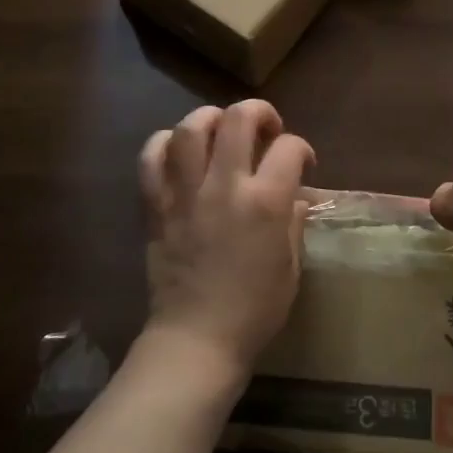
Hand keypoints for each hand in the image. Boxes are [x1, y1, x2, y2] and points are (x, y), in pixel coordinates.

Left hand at [138, 101, 314, 380]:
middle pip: (238, 119)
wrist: (196, 341)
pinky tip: (178, 149)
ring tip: (221, 129)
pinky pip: (150, 159)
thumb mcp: (292, 267)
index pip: (290, 148)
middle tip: (266, 129)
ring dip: (210, 118)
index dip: (302, 148)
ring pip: (190, 128)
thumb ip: (293, 222)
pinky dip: (163, 144)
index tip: (302, 164)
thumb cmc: (254, 310)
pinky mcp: (157, 206)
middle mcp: (225, 186)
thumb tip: (292, 197)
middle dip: (259, 112)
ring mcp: (186, 193)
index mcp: (265, 202)